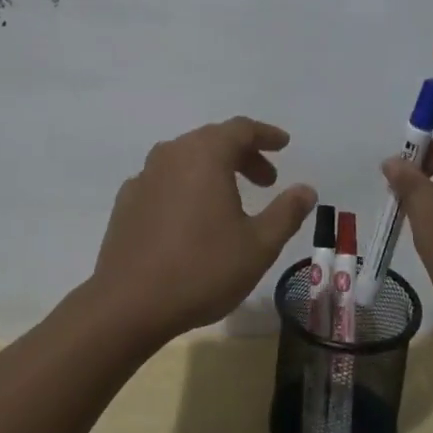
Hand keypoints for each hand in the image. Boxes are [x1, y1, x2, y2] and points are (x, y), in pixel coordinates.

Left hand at [91, 117, 316, 345]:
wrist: (127, 304)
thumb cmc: (202, 269)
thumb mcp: (258, 246)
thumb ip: (286, 213)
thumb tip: (306, 189)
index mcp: (205, 155)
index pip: (241, 129)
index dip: (266, 135)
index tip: (283, 145)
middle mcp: (172, 154)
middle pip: (212, 140)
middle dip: (243, 155)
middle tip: (266, 181)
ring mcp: (144, 176)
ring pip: (186, 158)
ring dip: (214, 169)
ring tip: (232, 198)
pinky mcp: (127, 200)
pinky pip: (165, 180)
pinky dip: (186, 186)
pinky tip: (192, 216)